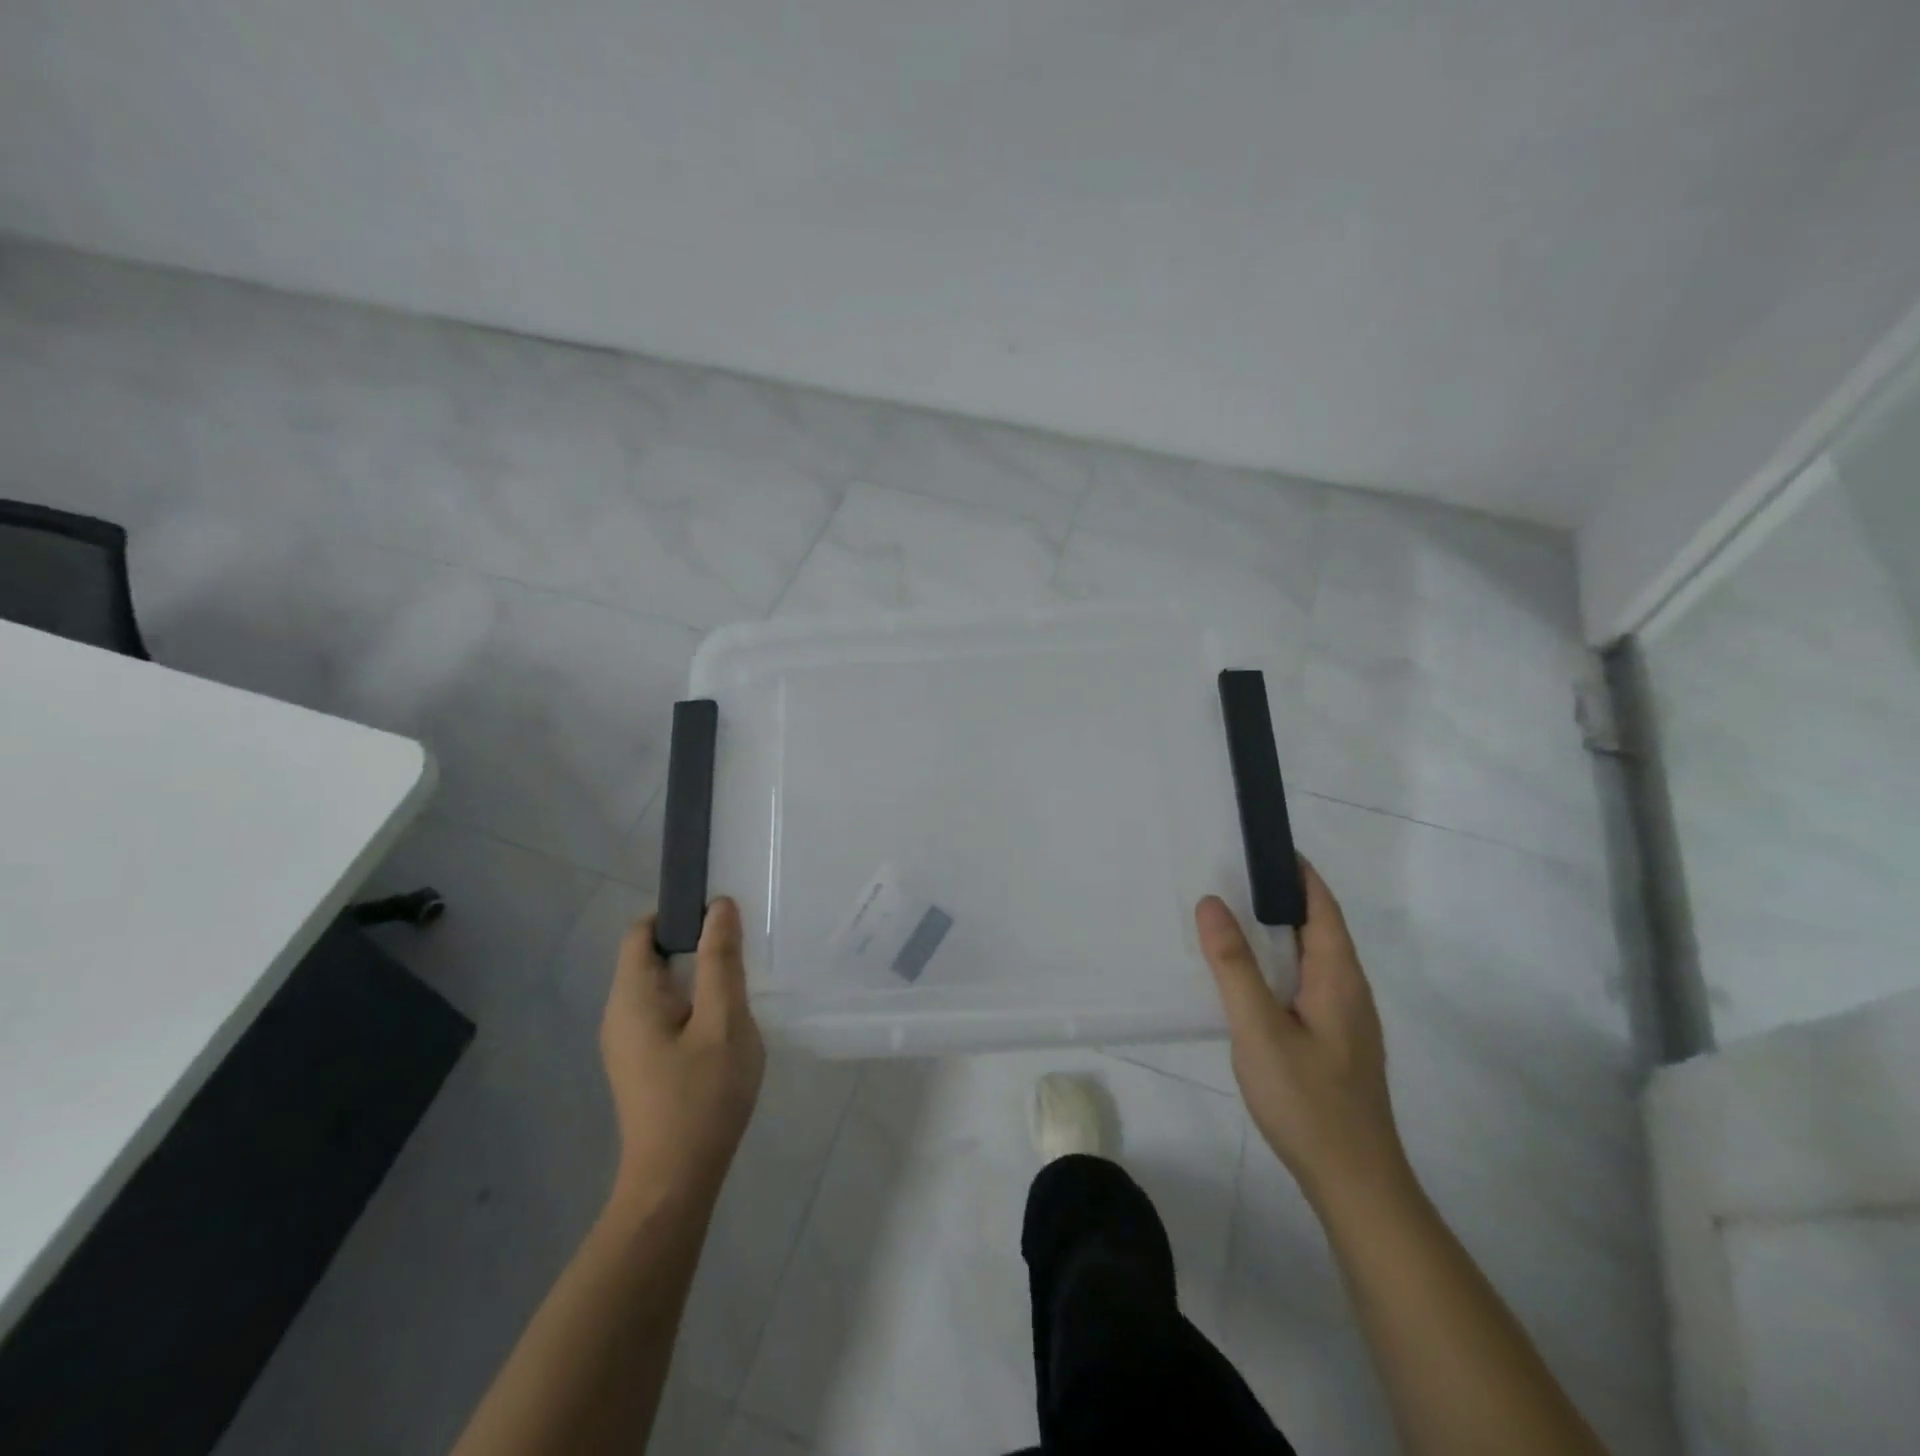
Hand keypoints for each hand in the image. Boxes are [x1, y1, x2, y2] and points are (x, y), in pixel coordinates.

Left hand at [601, 898, 764, 1207]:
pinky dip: (691, 1003)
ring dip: (697, 976)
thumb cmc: (702, 1096)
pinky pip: (663, 1013)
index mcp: (632, 996)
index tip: (720, 916)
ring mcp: (626, 1042)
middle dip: (694, 944)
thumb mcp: (723, 1021)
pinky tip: (723, 1024)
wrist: (675, 1182)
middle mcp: (619, 1013)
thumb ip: (722, 960)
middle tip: (740, 950)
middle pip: (650, 957)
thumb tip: (719, 906)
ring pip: (660, 987)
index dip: (677, 913)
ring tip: (738, 985)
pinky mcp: (639, 1063)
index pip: (642, 931)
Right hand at [1197, 861, 1409, 1209]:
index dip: (1297, 872)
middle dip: (1281, 896)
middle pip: (1319, 927)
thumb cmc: (1308, 1101)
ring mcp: (1345, 1019)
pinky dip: (1278, 963)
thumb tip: (1212, 901)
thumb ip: (1233, 965)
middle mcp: (1348, 989)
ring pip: (1311, 958)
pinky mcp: (1334, 1042)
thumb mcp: (1259, 1029)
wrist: (1355, 1183)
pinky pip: (1305, 983)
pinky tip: (1249, 977)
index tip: (1261, 844)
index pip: (1322, 906)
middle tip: (1230, 873)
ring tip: (1232, 916)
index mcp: (1338, 977)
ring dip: (1278, 931)